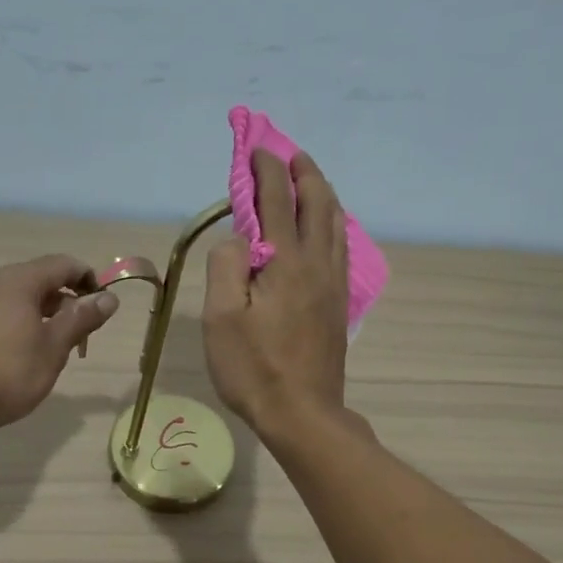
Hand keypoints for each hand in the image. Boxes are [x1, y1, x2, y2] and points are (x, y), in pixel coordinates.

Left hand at [0, 255, 118, 432]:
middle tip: (85, 332)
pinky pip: (7, 310)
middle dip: (69, 299)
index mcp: (18, 281)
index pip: (63, 264)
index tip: (104, 307)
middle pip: (42, 277)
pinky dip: (28, 320)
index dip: (89, 280)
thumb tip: (110, 298)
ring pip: (24, 295)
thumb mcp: (55, 346)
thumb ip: (82, 318)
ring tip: (62, 344)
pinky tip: (32, 349)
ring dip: (49, 312)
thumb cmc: (10, 372)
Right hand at [203, 149, 349, 444]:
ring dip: (322, 194)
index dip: (265, 170)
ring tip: (310, 181)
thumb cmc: (254, 368)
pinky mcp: (338, 303)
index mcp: (286, 261)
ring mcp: (333, 284)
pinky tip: (328, 228)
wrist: (303, 413)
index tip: (255, 149)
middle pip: (316, 203)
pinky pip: (341, 247)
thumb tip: (239, 238)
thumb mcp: (222, 318)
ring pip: (335, 223)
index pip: (276, 199)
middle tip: (289, 155)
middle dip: (303, 173)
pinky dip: (333, 223)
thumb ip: (226, 266)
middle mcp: (316, 263)